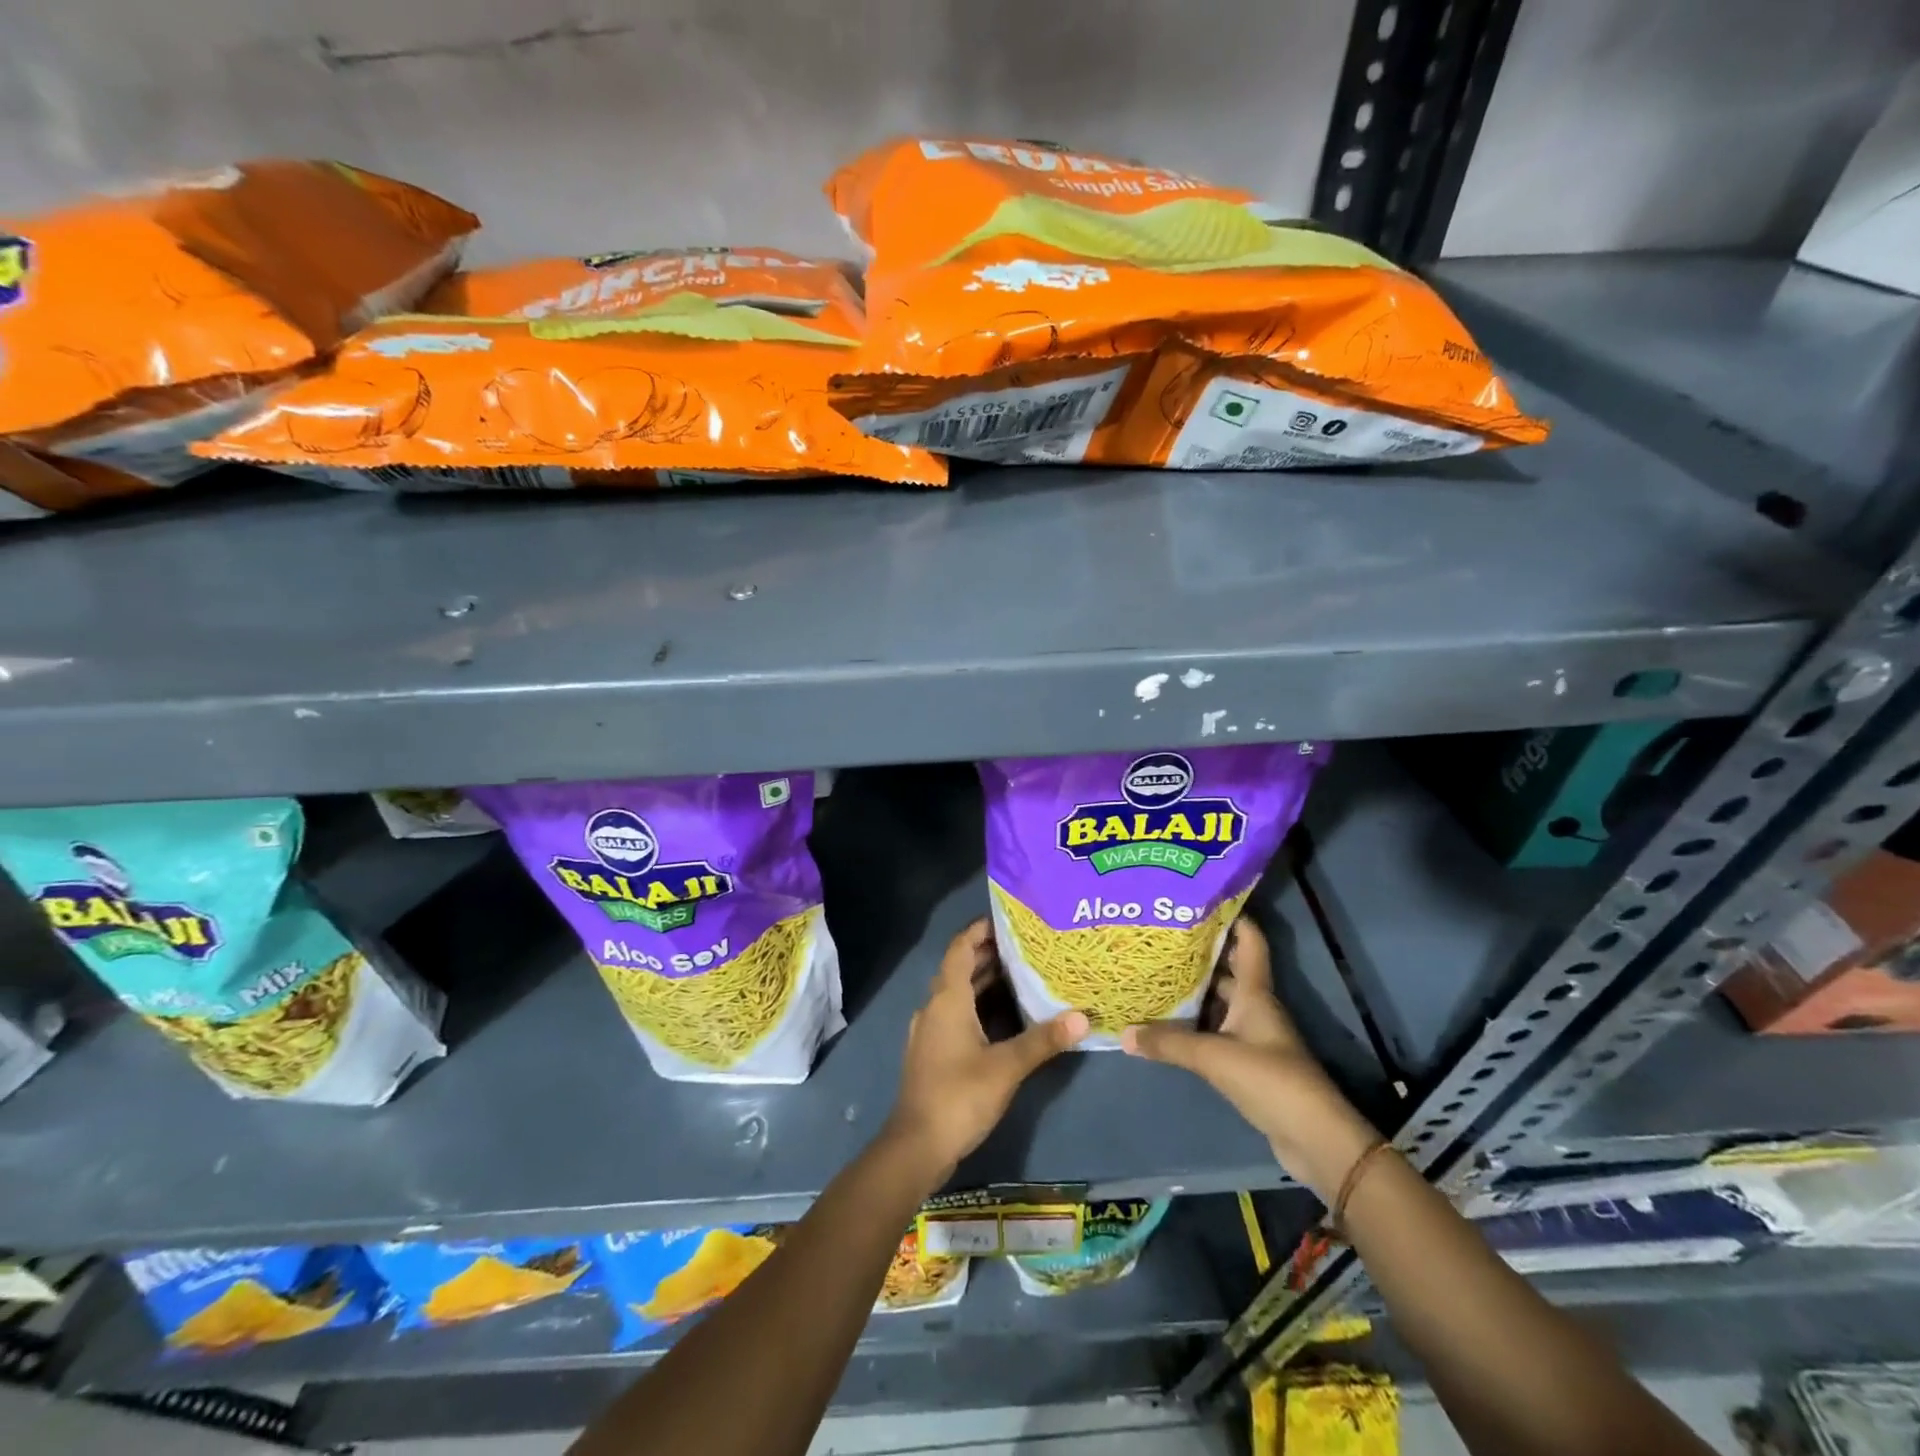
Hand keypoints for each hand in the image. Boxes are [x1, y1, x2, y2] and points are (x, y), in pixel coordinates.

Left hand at [885, 918, 1089, 1179]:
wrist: (917, 1145)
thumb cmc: (959, 1096)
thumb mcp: (1006, 1067)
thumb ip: (1043, 1040)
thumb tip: (1082, 1017)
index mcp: (947, 998)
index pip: (961, 947)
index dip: (981, 929)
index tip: (1009, 918)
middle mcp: (935, 1006)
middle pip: (962, 968)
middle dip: (991, 954)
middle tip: (1029, 945)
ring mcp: (931, 1030)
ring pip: (960, 993)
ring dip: (987, 982)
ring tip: (1025, 973)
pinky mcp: (934, 1051)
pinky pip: (958, 1014)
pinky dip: (981, 1006)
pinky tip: (1007, 1016)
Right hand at [1121, 916, 1376, 1199]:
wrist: (1313, 1139)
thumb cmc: (1270, 1080)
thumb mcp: (1214, 1057)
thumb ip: (1168, 1042)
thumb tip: (1124, 1032)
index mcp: (1255, 993)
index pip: (1249, 942)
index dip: (1232, 916)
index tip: (1200, 897)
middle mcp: (1255, 1007)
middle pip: (1228, 969)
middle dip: (1198, 952)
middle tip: (1159, 936)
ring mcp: (1252, 1036)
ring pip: (1218, 1001)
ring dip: (1193, 990)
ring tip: (1154, 973)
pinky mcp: (1246, 1063)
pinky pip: (1215, 1031)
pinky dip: (1193, 1024)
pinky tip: (1166, 1022)